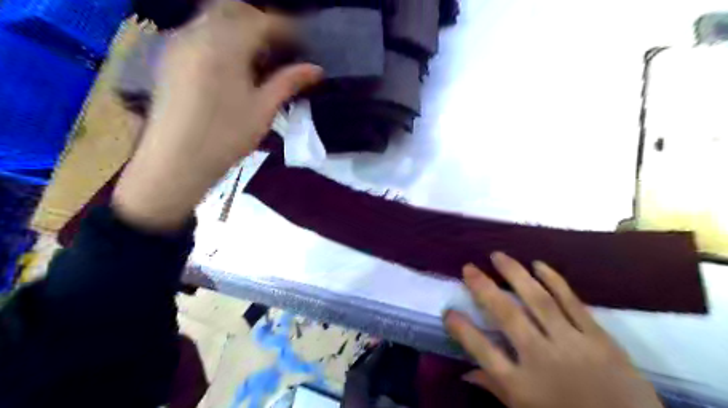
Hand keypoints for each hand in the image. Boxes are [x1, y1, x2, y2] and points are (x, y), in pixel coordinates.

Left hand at [111, 0, 319, 230]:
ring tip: (260, 55)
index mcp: (224, 45)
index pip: (261, 21)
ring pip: (214, 17)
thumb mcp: (263, 109)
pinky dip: (222, 35)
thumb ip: (288, 82)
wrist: (176, 161)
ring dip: (240, 27)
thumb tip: (316, 69)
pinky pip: (200, 30)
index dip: (287, 29)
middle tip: (282, 46)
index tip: (304, 43)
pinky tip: (233, 62)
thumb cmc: (225, 137)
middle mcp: (198, 33)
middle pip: (234, 9)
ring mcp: (179, 42)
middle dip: (262, 22)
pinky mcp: (171, 56)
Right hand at [444, 252, 663, 407]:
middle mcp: (541, 358)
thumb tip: (465, 373)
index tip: (448, 311)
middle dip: (483, 289)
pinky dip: (554, 281)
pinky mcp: (599, 338)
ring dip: (515, 274)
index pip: (482, 351)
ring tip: (498, 255)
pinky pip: (572, 303)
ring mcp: (571, 344)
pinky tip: (538, 265)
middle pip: (506, 316)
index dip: (462, 329)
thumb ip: (495, 390)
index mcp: (521, 385)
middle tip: (468, 267)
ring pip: (537, 301)